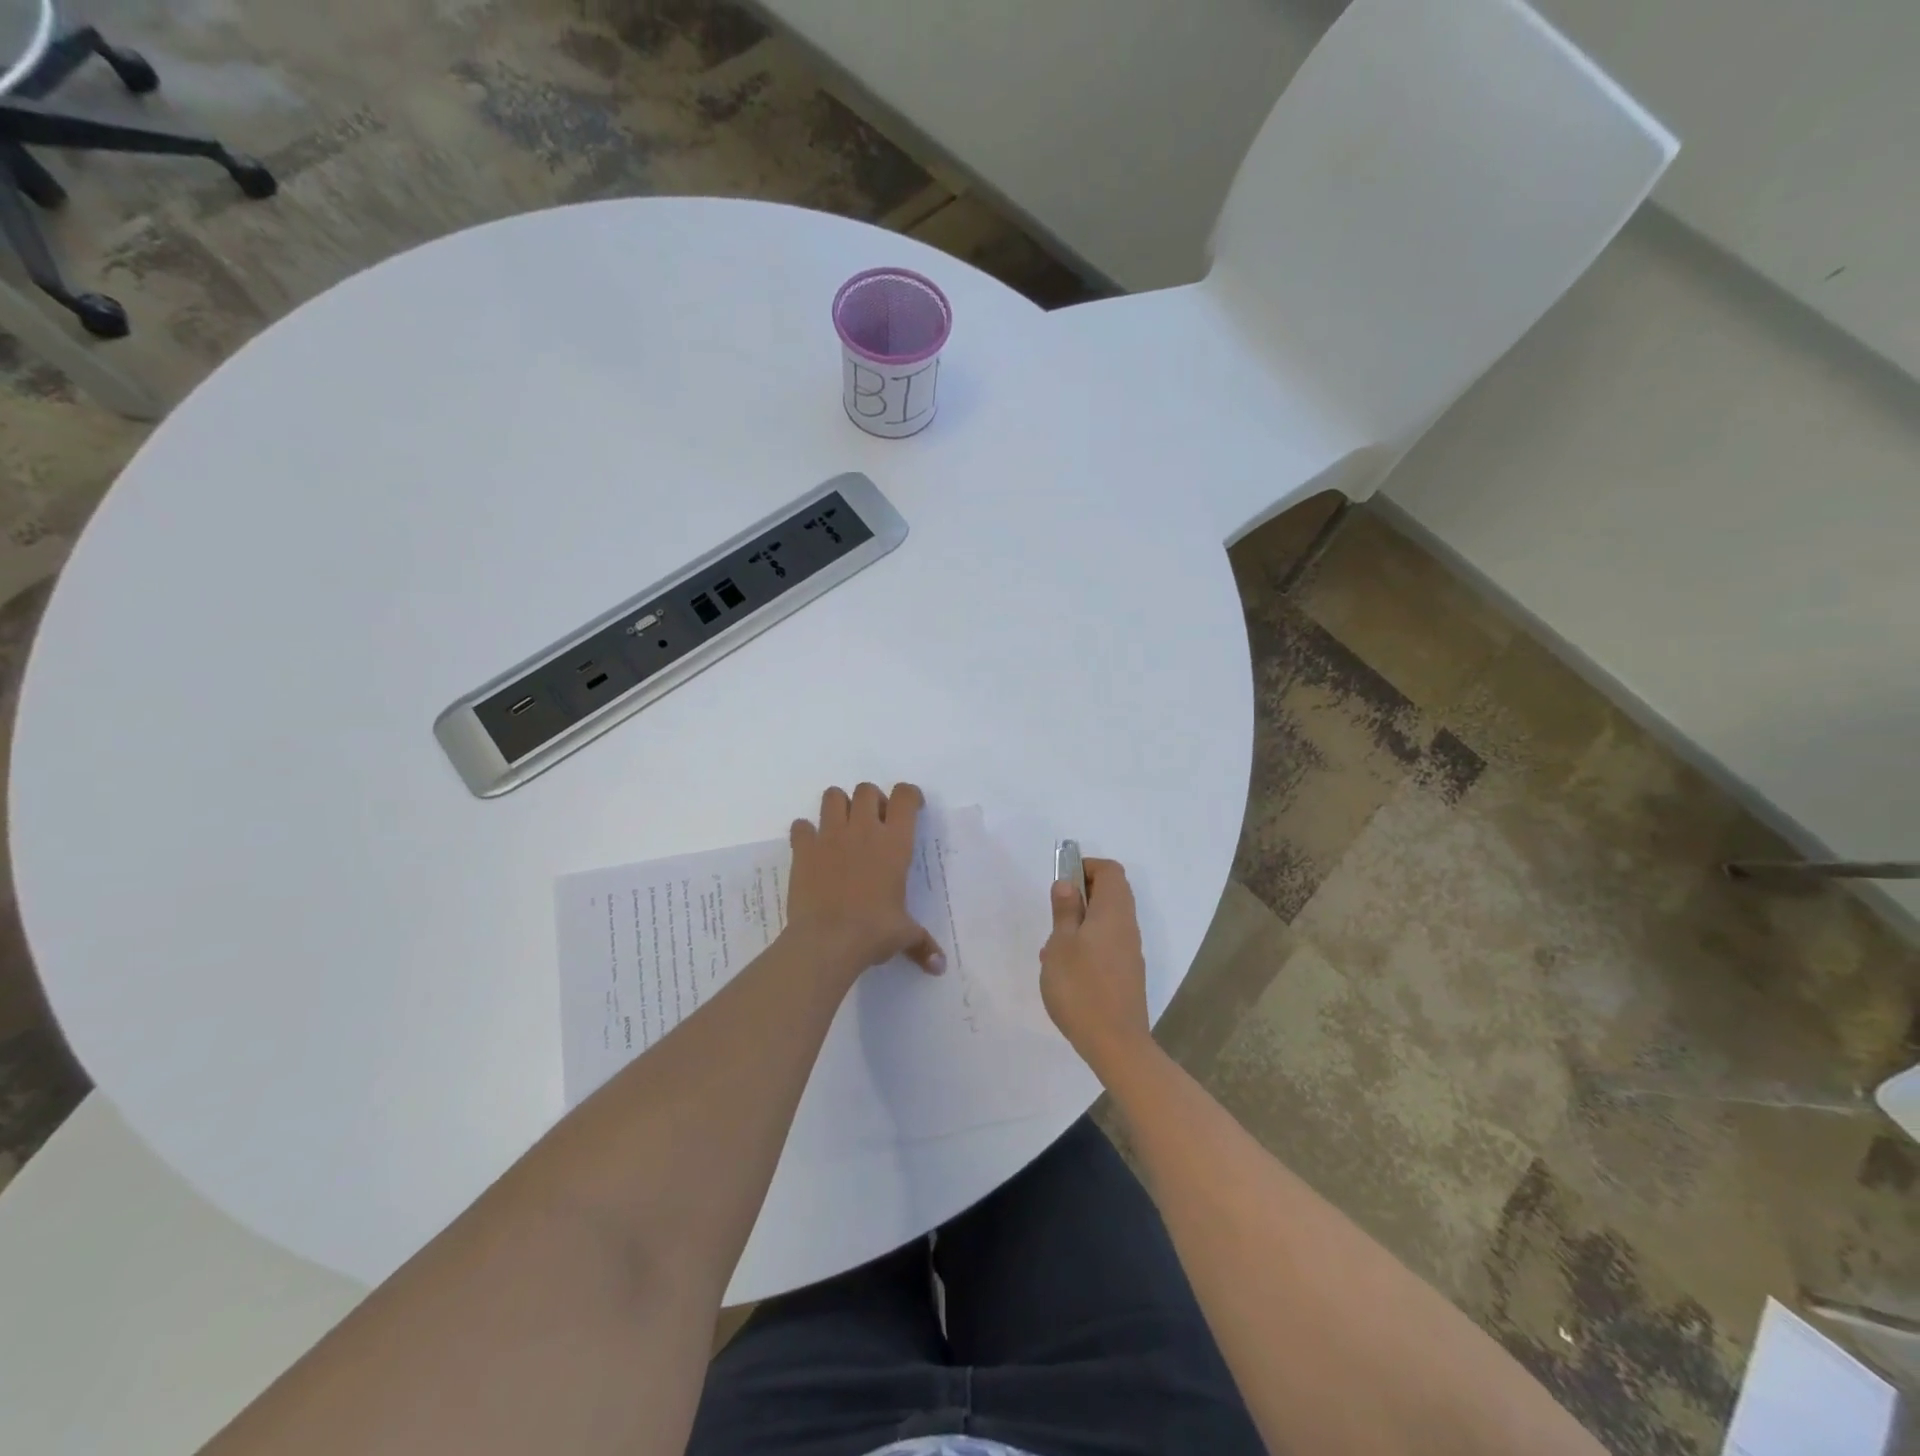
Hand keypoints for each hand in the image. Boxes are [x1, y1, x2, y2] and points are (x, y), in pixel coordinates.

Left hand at [785, 782, 944, 982]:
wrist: (827, 941)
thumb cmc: (873, 932)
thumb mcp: (903, 935)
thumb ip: (922, 944)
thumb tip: (939, 967)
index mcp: (894, 843)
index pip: (905, 796)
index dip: (909, 796)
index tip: (910, 808)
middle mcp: (863, 830)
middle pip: (867, 790)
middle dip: (872, 800)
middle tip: (874, 823)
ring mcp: (830, 836)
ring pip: (833, 796)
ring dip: (839, 806)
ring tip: (842, 828)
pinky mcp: (804, 849)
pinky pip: (801, 826)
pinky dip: (806, 833)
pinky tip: (812, 849)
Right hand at [1039, 858, 1151, 1074]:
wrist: (1115, 1044)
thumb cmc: (1081, 987)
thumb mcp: (1060, 944)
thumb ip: (1065, 911)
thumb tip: (1068, 884)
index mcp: (1113, 912)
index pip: (1110, 871)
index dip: (1086, 867)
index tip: (1062, 881)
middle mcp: (1127, 926)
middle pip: (1112, 893)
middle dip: (1082, 894)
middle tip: (1056, 912)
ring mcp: (1129, 952)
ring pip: (1107, 920)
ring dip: (1081, 922)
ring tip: (1052, 946)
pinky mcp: (1127, 974)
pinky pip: (1107, 944)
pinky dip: (1088, 944)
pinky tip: (1065, 969)